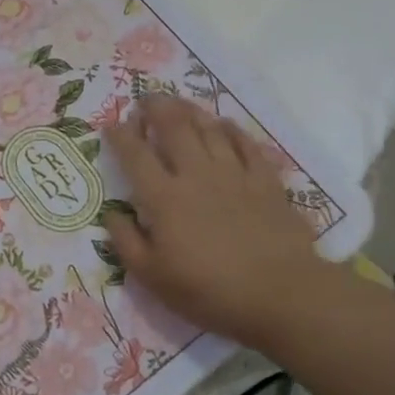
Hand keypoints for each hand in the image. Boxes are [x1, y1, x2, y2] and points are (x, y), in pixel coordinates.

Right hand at [101, 95, 350, 355]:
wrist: (282, 295)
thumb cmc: (211, 291)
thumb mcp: (153, 278)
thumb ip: (127, 242)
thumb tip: (111, 212)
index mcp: (164, 198)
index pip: (135, 156)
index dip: (120, 136)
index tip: (111, 123)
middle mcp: (196, 175)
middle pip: (174, 128)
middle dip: (156, 108)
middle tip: (146, 99)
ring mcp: (234, 174)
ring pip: (209, 129)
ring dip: (190, 111)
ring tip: (179, 103)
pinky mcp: (265, 180)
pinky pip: (246, 144)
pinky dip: (232, 129)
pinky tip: (224, 124)